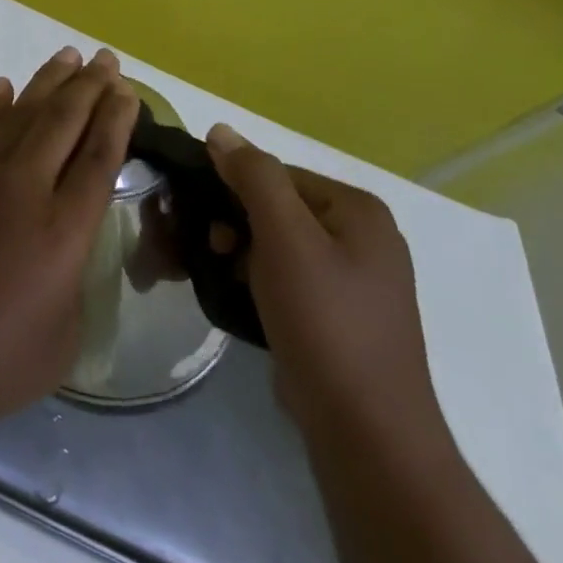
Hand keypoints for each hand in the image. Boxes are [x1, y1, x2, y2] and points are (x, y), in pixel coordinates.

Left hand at [0, 46, 138, 435]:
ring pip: (22, 113)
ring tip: (70, 57)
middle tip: (107, 59)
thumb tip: (66, 245)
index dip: (117, 121)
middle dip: (90, 87)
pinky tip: (8, 86)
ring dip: (48, 82)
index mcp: (63, 233)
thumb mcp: (60, 341)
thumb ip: (73, 282)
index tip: (128, 91)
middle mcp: (24, 189)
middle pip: (64, 123)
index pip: (98, 160)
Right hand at [204, 125, 444, 447]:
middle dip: (229, 223)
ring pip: (272, 243)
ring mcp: (352, 279)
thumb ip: (254, 176)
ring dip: (234, 253)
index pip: (274, 174)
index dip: (229, 188)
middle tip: (204, 251)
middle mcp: (361, 237)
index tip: (198, 218)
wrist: (365, 431)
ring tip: (212, 276)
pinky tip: (233, 296)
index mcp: (357, 210)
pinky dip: (252, 279)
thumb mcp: (285, 238)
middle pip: (272, 207)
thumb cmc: (325, 321)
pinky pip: (282, 277)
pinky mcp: (336, 314)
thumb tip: (220, 131)